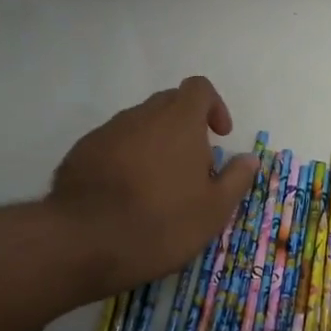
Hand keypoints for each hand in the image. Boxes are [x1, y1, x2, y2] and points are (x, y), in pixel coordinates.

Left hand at [48, 77, 258, 296]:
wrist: (84, 242)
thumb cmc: (161, 223)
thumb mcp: (213, 210)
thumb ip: (236, 179)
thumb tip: (250, 158)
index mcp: (179, 121)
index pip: (199, 88)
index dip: (214, 106)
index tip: (219, 135)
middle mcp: (141, 116)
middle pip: (168, 104)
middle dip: (185, 127)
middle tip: (192, 167)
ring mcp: (107, 132)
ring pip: (139, 125)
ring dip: (154, 144)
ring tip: (158, 187)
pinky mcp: (80, 152)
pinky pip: (112, 145)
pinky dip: (125, 159)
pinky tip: (125, 196)